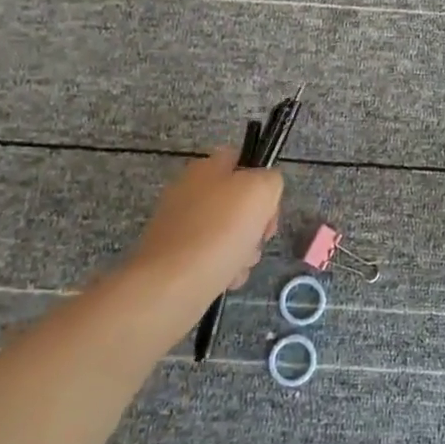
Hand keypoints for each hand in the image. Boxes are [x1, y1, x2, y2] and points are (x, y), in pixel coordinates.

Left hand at [126, 147, 282, 309]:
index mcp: (206, 168)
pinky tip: (226, 278)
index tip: (269, 204)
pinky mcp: (175, 256)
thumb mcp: (262, 190)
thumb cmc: (221, 230)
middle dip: (256, 222)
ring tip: (241, 263)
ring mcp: (179, 225)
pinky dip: (224, 268)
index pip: (241, 160)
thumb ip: (271, 179)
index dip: (262, 178)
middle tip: (260, 237)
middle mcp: (189, 191)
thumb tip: (264, 189)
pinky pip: (212, 257)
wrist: (173, 283)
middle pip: (238, 201)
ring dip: (244, 249)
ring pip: (228, 232)